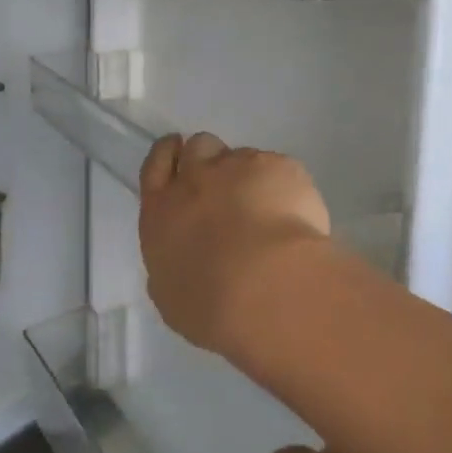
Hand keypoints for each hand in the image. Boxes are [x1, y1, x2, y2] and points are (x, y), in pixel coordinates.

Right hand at [138, 132, 331, 354]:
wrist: (266, 288)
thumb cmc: (209, 305)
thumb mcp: (170, 294)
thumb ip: (171, 262)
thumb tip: (180, 255)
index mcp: (161, 210)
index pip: (156, 166)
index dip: (167, 156)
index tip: (177, 155)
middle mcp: (196, 178)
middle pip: (198, 147)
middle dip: (210, 159)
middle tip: (227, 186)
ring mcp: (239, 166)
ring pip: (241, 155)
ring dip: (248, 175)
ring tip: (267, 208)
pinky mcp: (279, 167)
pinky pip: (279, 169)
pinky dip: (284, 187)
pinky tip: (295, 218)